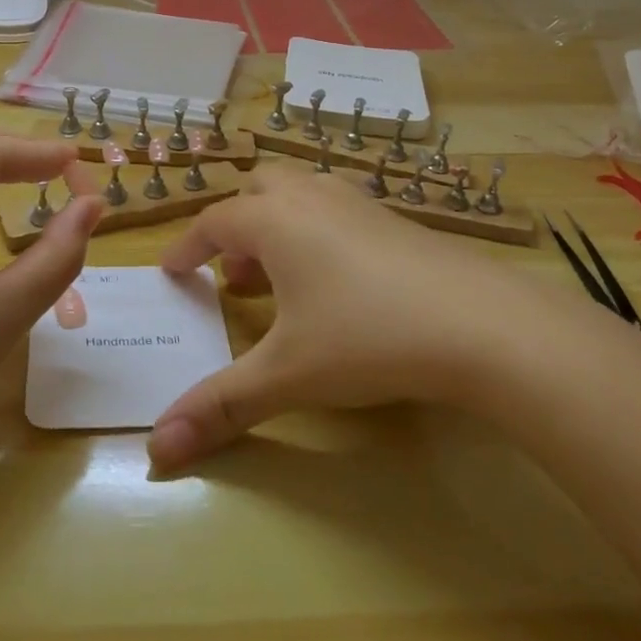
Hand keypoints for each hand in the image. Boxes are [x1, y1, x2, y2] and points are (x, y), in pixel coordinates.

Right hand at [148, 164, 531, 472]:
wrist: (481, 323)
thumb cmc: (366, 337)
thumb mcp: (288, 375)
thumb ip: (222, 406)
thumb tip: (158, 450)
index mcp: (273, 221)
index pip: (213, 222)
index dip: (188, 247)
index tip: (173, 271)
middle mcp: (310, 198)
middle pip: (257, 190)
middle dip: (235, 226)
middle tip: (233, 274)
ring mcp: (357, 203)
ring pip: (300, 194)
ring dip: (276, 226)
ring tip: (278, 279)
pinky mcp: (395, 219)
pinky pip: (336, 209)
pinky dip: (317, 232)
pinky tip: (337, 280)